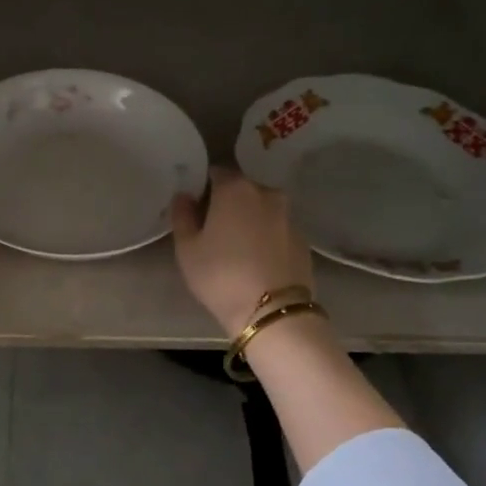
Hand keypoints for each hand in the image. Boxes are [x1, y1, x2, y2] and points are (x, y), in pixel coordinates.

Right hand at [171, 167, 314, 336]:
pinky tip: (257, 260)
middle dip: (227, 203)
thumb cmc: (221, 275)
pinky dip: (266, 237)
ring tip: (236, 246)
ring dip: (249, 220)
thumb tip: (184, 196)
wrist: (272, 312)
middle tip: (213, 229)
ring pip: (262, 209)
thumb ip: (182, 216)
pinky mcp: (303, 240)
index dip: (203, 187)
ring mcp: (289, 216)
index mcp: (235, 189)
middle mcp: (266, 193)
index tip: (195, 207)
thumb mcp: (187, 249)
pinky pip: (277, 229)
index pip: (216, 173)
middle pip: (242, 189)